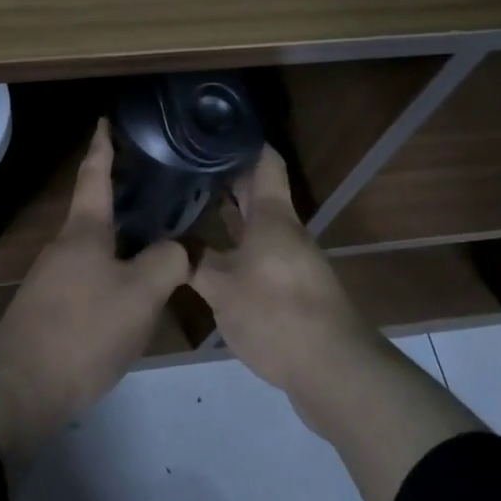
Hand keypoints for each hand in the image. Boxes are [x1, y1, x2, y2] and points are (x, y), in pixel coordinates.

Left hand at [0, 119, 189, 472]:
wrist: (21, 387)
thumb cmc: (82, 329)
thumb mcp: (139, 295)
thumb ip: (167, 263)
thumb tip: (181, 248)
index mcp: (84, 230)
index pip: (95, 175)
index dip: (102, 146)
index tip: (105, 120)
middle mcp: (65, 245)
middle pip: (96, 211)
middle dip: (122, 196)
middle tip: (155, 185)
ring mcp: (54, 277)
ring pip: (95, 247)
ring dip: (122, 238)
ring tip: (156, 240)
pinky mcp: (51, 308)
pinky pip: (90, 276)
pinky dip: (114, 270)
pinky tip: (133, 291)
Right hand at [192, 145, 485, 500]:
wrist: (334, 372)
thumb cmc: (278, 314)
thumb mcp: (222, 287)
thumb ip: (192, 261)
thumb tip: (166, 242)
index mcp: (273, 216)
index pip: (264, 160)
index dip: (241, 140)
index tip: (210, 128)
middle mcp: (284, 230)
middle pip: (257, 191)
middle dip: (225, 175)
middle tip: (185, 164)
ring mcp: (290, 260)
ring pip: (256, 224)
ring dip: (228, 214)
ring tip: (188, 203)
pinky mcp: (290, 289)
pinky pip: (257, 254)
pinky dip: (234, 246)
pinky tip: (208, 256)